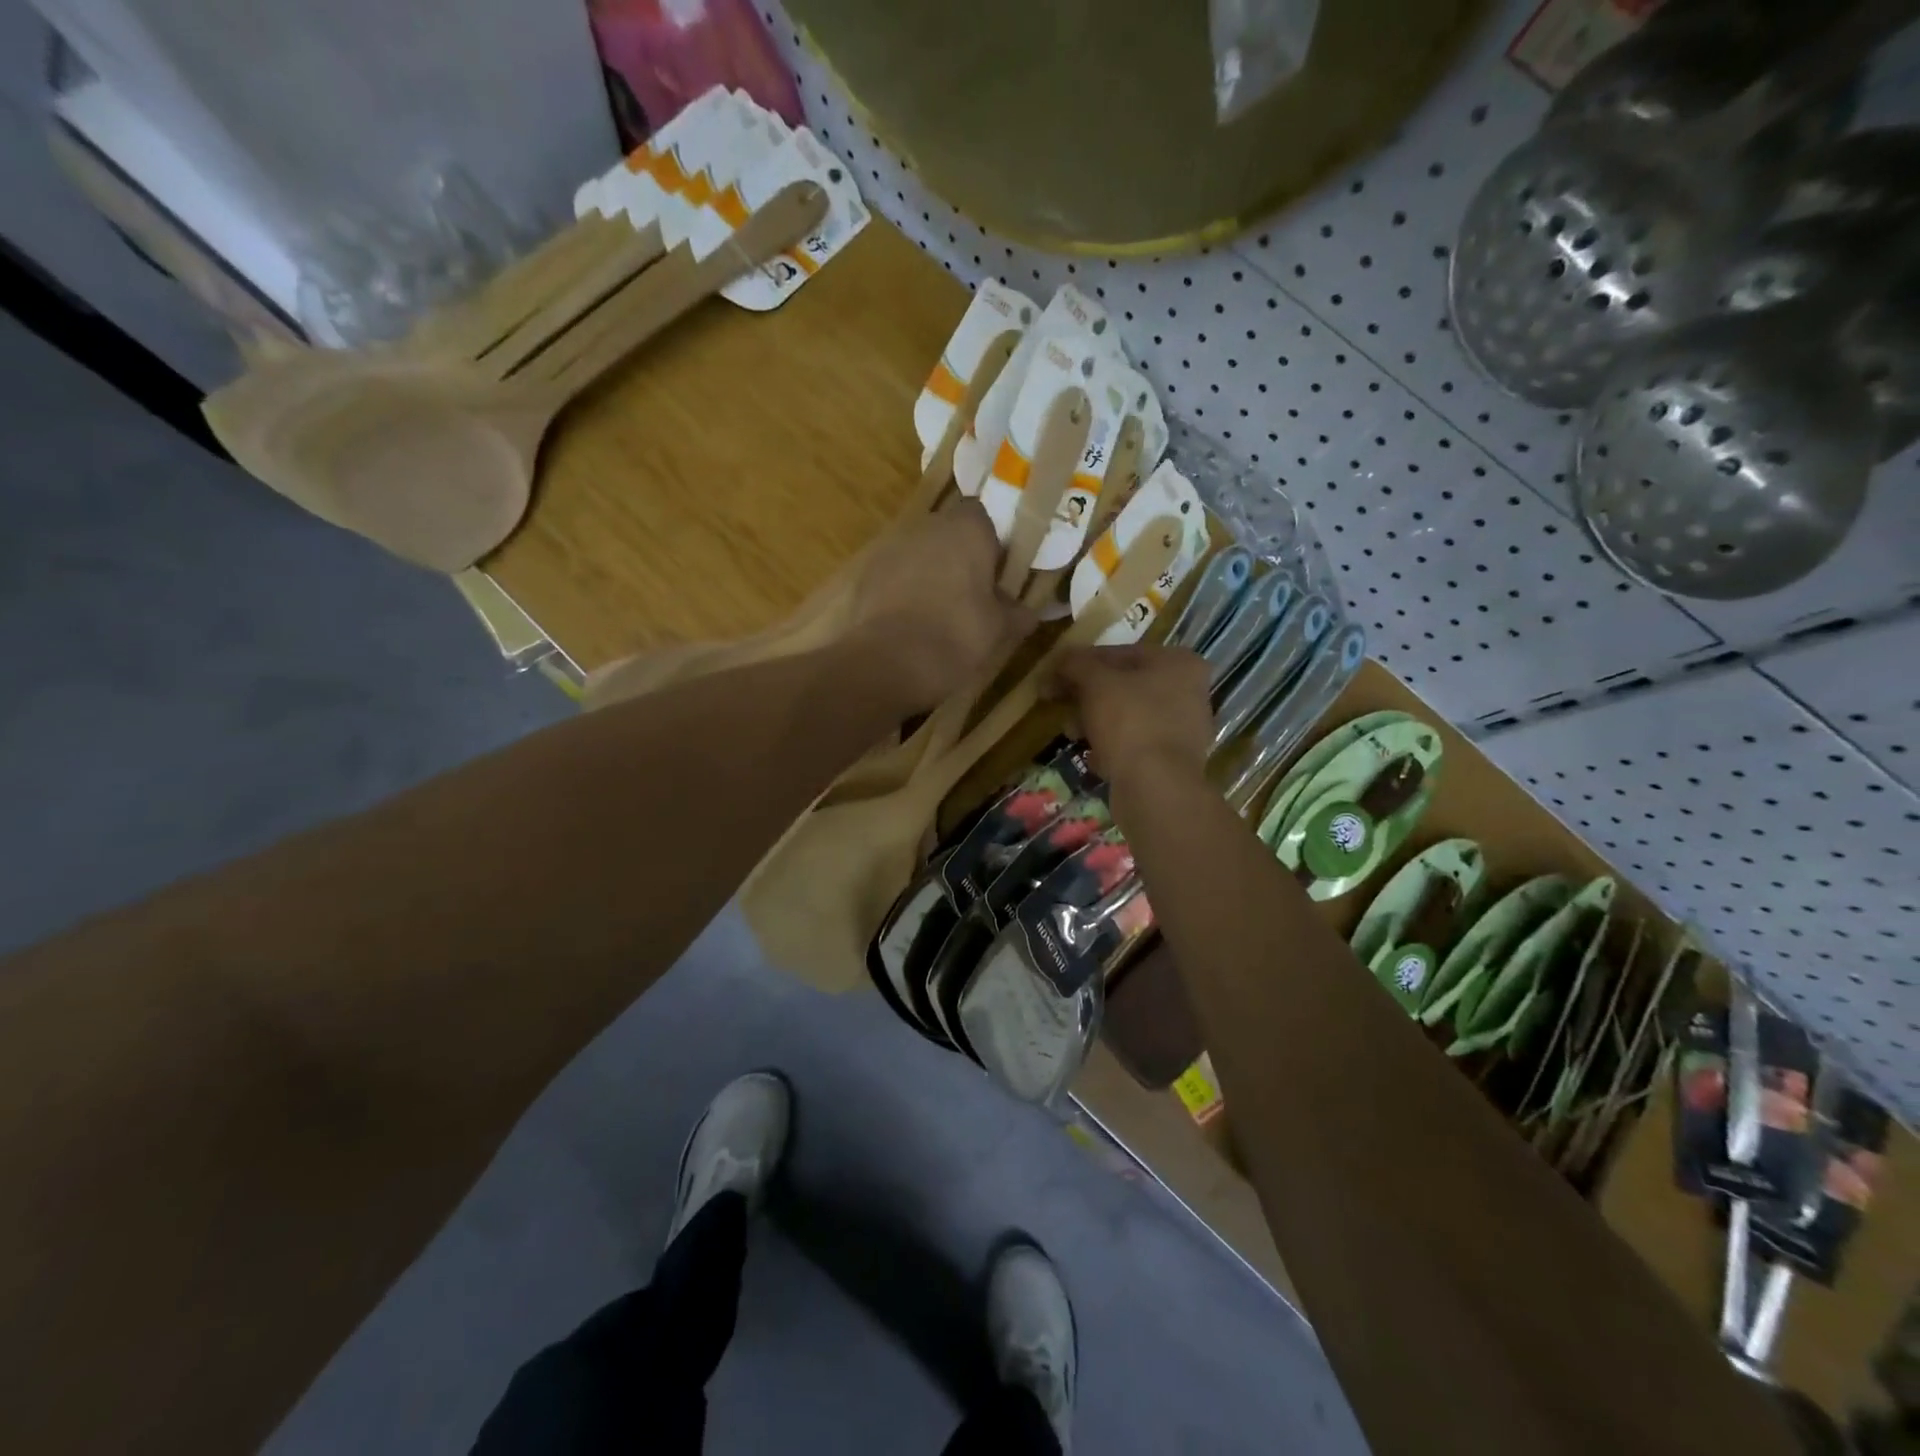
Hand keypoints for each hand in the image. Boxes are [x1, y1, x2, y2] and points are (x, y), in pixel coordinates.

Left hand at [848, 498, 1035, 710]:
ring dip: (930, 574)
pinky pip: (894, 576)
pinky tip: (911, 624)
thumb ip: (1016, 613)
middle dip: (960, 558)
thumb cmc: (956, 636)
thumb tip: (1026, 611)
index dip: (991, 541)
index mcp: (966, 529)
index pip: (983, 515)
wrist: (888, 663)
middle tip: (973, 595)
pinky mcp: (866, 575)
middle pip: (948, 533)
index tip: (998, 572)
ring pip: (919, 554)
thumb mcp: (999, 630)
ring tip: (940, 614)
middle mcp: (926, 527)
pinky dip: (904, 592)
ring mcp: (891, 549)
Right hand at [1052, 644, 1213, 788]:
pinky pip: (1134, 744)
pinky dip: (1112, 747)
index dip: (1079, 664)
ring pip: (1127, 716)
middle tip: (1057, 705)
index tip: (1051, 678)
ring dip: (1094, 722)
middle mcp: (1188, 691)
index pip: (1118, 653)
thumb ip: (1075, 664)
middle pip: (1123, 685)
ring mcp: (1183, 728)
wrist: (1156, 788)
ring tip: (1072, 734)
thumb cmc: (1130, 722)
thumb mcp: (1096, 683)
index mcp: (1178, 663)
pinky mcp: (1172, 760)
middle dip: (1085, 696)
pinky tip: (1095, 758)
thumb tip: (1057, 660)